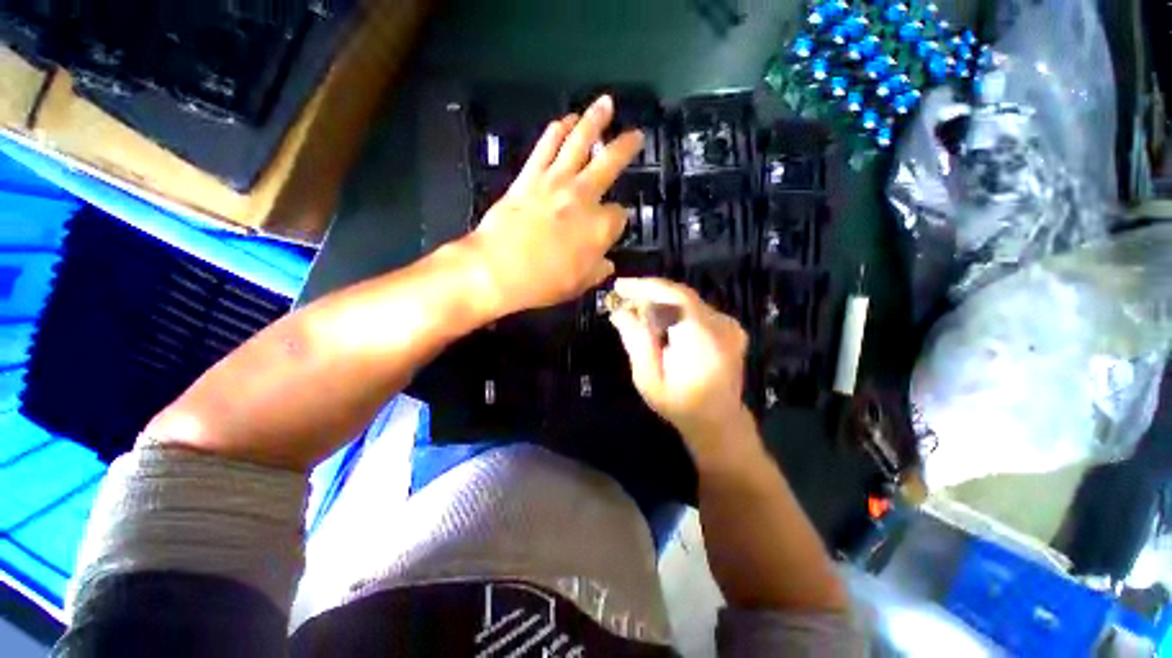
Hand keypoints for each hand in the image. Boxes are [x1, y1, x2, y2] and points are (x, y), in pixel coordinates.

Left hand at [465, 95, 643, 315]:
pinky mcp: (530, 176)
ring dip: (593, 120)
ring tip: (605, 103)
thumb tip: (607, 263)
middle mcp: (583, 196)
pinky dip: (556, 131)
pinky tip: (564, 119)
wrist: (495, 268)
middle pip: (610, 163)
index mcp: (600, 227)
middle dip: (626, 146)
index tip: (611, 224)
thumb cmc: (539, 282)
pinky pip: (546, 147)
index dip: (617, 219)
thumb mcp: (578, 285)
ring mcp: (555, 181)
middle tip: (636, 132)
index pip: (620, 215)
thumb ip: (597, 270)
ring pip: (579, 143)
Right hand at [608, 277, 758, 466]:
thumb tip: (620, 311)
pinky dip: (678, 312)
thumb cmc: (680, 404)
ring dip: (663, 303)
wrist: (718, 420)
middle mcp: (720, 324)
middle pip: (681, 296)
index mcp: (702, 337)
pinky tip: (662, 323)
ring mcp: (729, 325)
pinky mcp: (731, 328)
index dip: (645, 287)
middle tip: (623, 298)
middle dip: (651, 294)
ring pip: (689, 302)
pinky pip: (699, 311)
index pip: (673, 296)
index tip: (619, 286)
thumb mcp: (649, 378)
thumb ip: (637, 341)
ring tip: (637, 311)